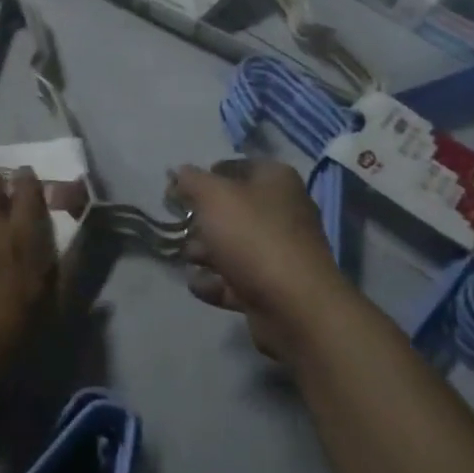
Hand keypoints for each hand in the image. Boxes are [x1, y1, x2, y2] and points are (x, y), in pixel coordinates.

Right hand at [169, 158, 351, 361]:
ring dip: (205, 253)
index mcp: (276, 181)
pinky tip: (198, 285)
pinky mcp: (273, 287)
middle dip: (202, 220)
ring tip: (188, 259)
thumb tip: (179, 172)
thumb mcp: (214, 197)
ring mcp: (280, 252)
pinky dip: (215, 283)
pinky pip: (237, 279)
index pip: (236, 167)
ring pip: (233, 246)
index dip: (206, 176)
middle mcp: (283, 212)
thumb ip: (192, 181)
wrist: (294, 305)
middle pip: (233, 210)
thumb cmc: (253, 237)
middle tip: (180, 227)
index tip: (178, 191)